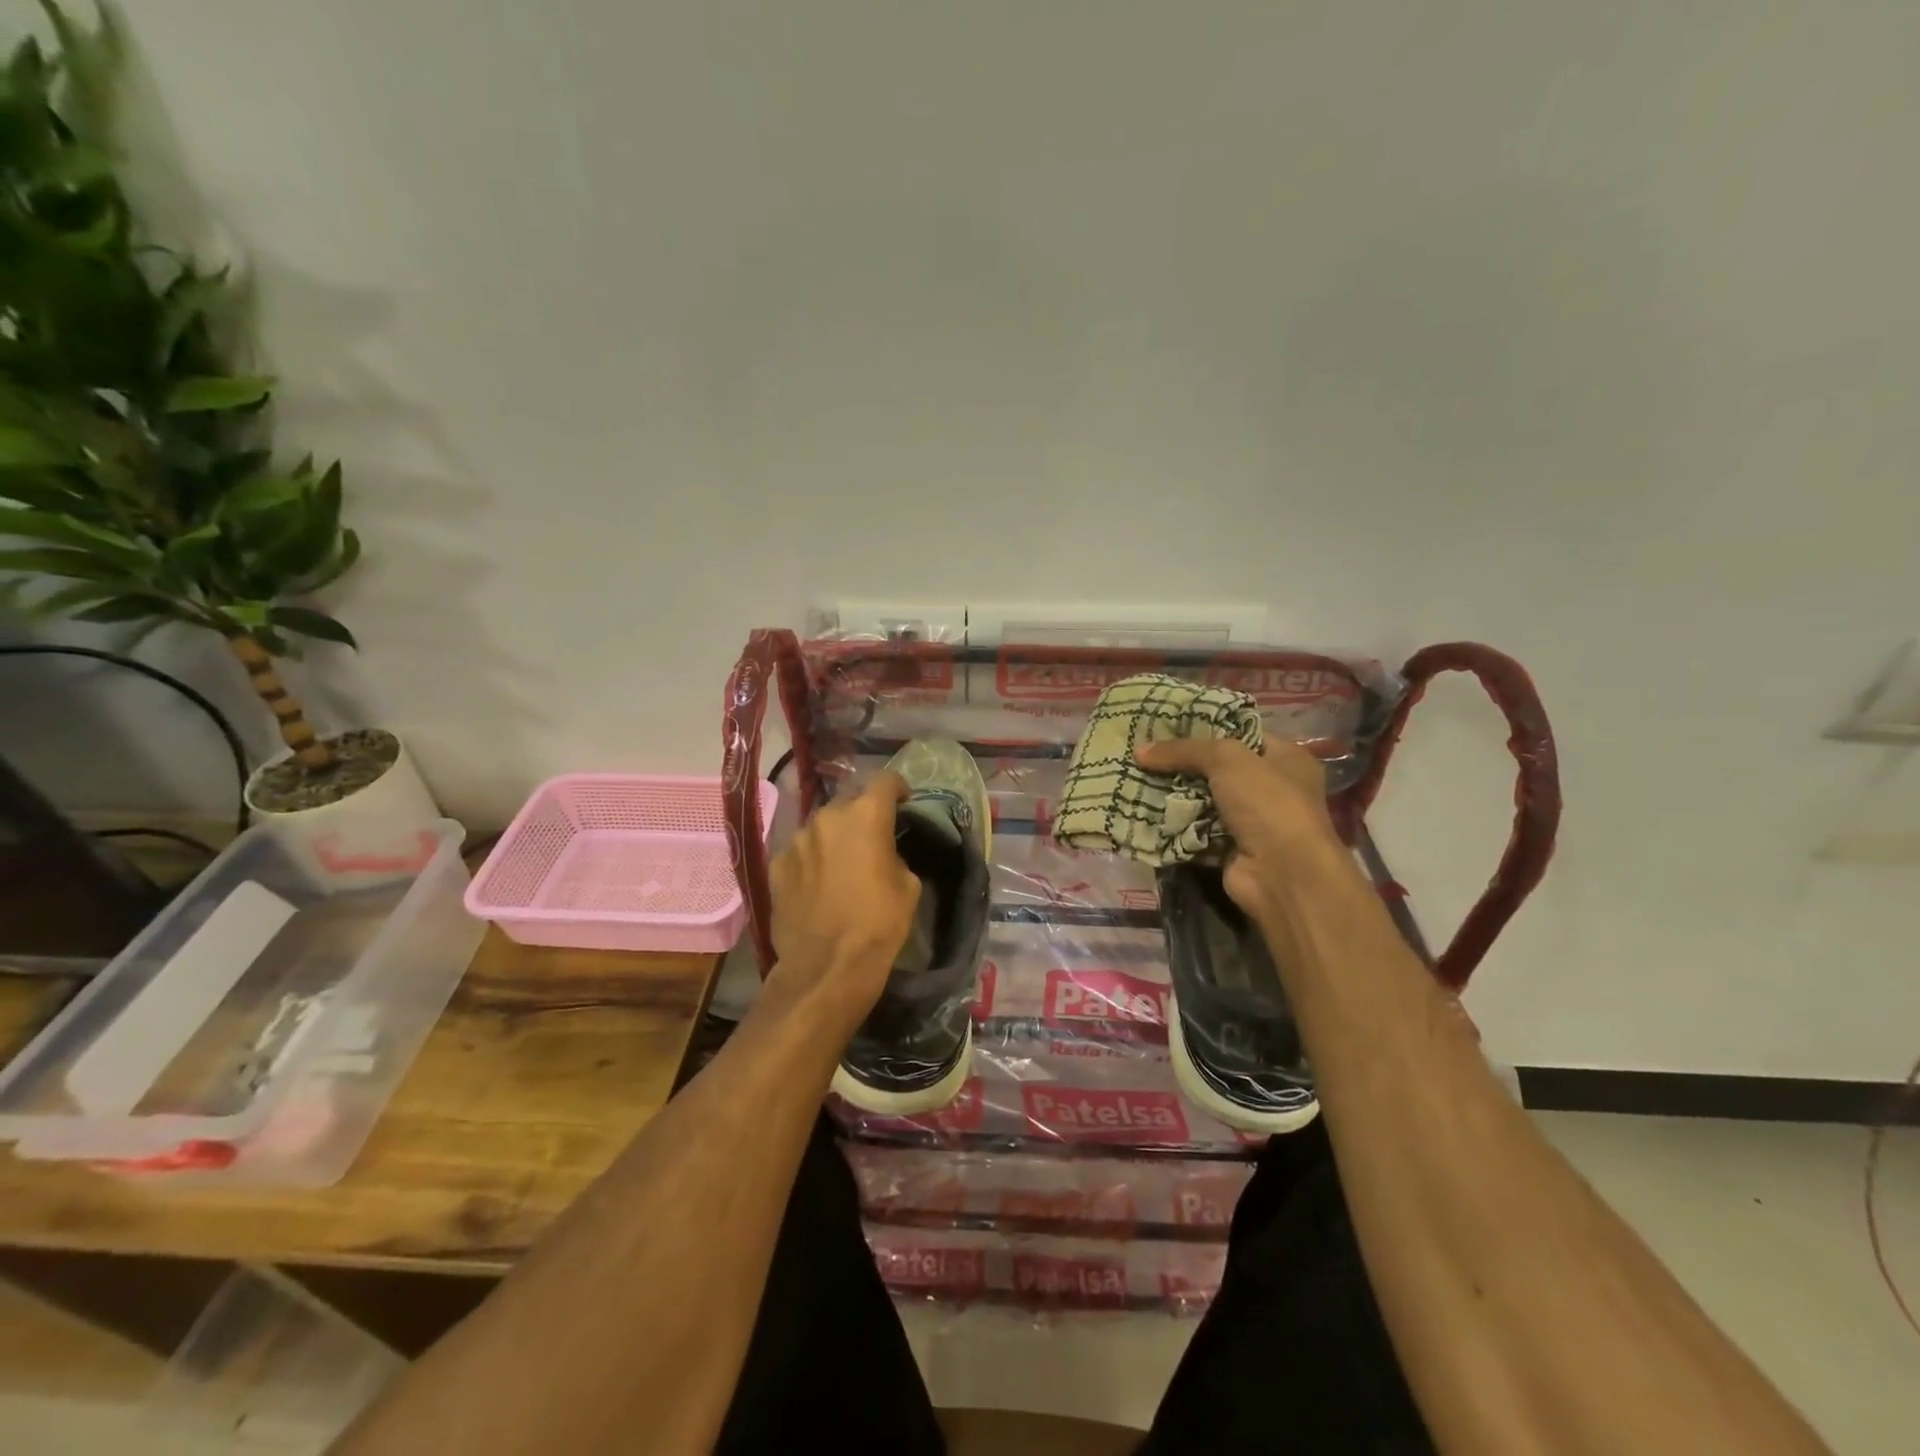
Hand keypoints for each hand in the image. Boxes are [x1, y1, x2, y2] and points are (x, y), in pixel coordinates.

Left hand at [768, 772, 918, 1020]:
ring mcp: (796, 839)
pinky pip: (801, 852)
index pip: (886, 780)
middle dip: (863, 815)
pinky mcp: (776, 865)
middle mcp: (827, 817)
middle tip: (872, 839)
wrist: (826, 966)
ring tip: (842, 864)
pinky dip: (812, 860)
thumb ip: (895, 854)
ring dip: (835, 837)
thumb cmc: (878, 923)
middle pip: (850, 801)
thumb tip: (884, 853)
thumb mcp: (908, 885)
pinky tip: (818, 885)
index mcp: (865, 814)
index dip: (898, 789)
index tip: (904, 804)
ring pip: (822, 827)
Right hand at [1135, 736, 1351, 928]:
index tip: (1166, 726)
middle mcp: (1271, 788)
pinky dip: (1174, 824)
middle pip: (1217, 768)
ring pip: (1202, 799)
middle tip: (1144, 753)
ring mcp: (1250, 821)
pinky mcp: (1229, 848)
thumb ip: (1184, 750)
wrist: (1282, 873)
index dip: (1205, 729)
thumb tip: (1140, 751)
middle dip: (1182, 763)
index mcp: (1284, 759)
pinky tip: (1144, 810)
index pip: (1241, 735)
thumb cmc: (1267, 803)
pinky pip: (1194, 829)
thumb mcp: (1227, 760)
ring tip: (1135, 778)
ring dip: (1173, 794)